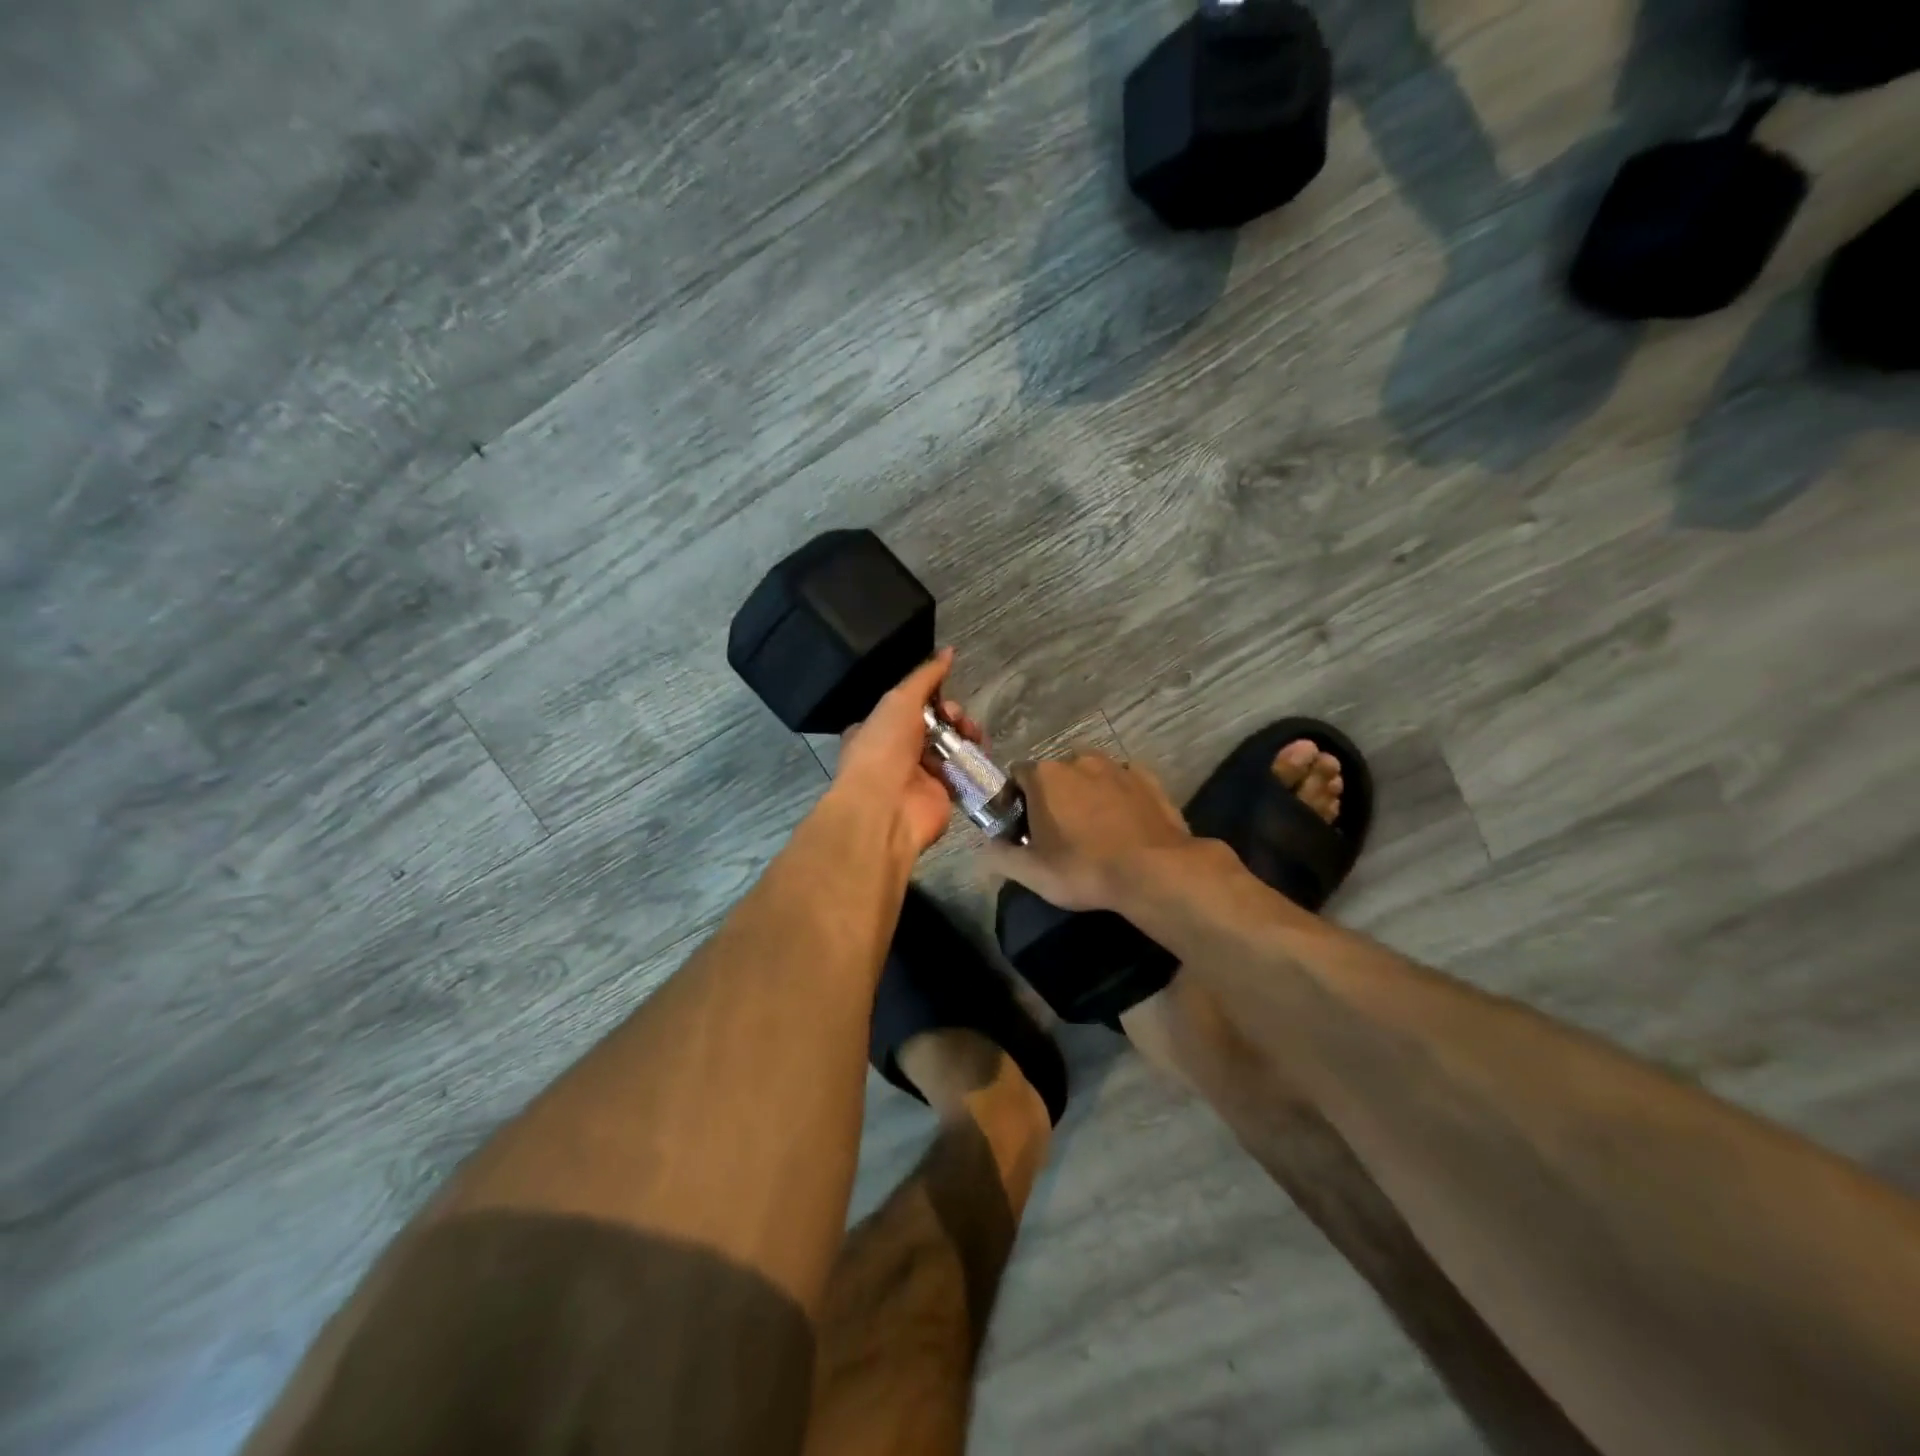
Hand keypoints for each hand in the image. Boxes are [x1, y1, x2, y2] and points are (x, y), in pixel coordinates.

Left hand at [831, 649, 986, 856]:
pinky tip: (981, 752)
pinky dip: (974, 760)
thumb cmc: (884, 747)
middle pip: (934, 724)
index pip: (909, 705)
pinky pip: (962, 771)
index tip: (943, 694)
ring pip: (951, 746)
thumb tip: (949, 651)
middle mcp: (896, 751)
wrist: (886, 808)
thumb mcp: (900, 701)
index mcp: (877, 728)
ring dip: (965, 735)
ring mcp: (919, 775)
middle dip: (951, 715)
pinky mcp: (942, 795)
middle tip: (957, 717)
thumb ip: (926, 677)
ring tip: (973, 735)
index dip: (930, 696)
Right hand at [982, 753, 1193, 911]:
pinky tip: (1123, 822)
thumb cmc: (1084, 869)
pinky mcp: (1148, 778)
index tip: (1021, 828)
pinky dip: (1118, 795)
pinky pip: (1124, 781)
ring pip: (1091, 774)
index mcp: (1045, 776)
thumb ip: (1000, 856)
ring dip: (1086, 792)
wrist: (1155, 871)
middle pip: (1054, 773)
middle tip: (1057, 832)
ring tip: (1093, 827)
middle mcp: (1078, 760)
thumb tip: (987, 848)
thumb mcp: (1032, 873)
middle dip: (1051, 796)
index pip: (1017, 775)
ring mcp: (1117, 766)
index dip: (1015, 800)